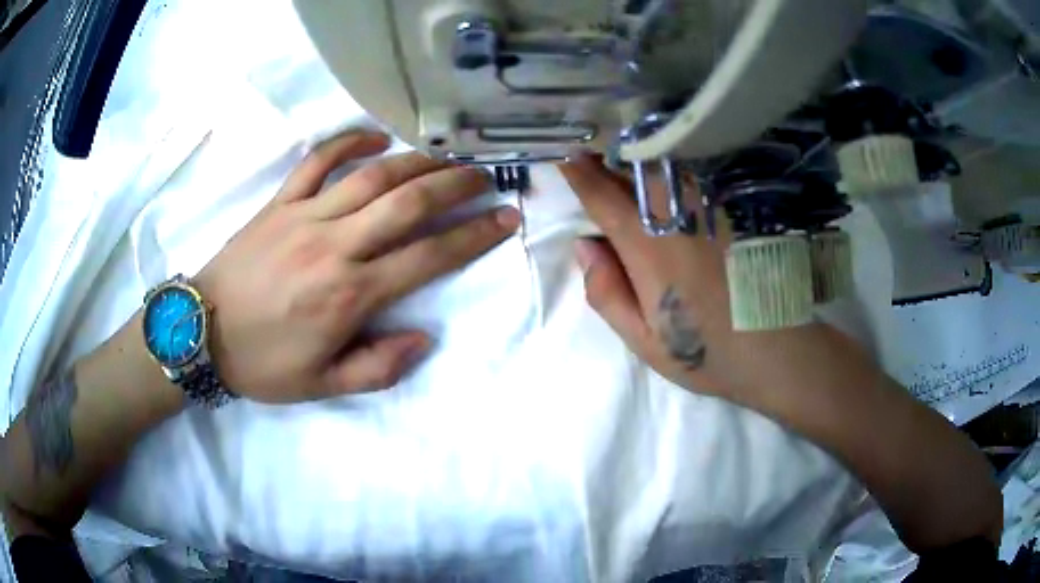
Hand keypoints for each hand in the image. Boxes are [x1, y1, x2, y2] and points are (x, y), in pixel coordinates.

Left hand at [195, 129, 519, 402]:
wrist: (201, 332)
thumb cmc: (261, 363)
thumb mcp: (321, 385)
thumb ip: (377, 367)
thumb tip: (423, 337)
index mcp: (349, 295)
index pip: (428, 257)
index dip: (473, 236)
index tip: (506, 219)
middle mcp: (334, 246)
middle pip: (408, 203)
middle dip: (456, 185)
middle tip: (486, 175)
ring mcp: (304, 216)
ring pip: (372, 177)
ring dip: (417, 161)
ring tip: (448, 155)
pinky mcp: (279, 203)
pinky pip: (317, 162)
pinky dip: (349, 143)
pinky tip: (376, 139)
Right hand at [560, 156, 828, 398]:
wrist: (778, 348)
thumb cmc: (708, 351)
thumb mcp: (645, 341)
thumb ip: (607, 294)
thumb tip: (584, 246)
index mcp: (650, 248)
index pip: (603, 198)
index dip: (579, 175)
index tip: (563, 156)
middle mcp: (680, 215)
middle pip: (635, 169)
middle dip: (607, 153)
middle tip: (591, 148)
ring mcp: (713, 206)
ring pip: (667, 163)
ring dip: (640, 153)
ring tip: (625, 150)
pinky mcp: (737, 207)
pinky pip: (698, 171)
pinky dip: (675, 161)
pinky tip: (670, 164)